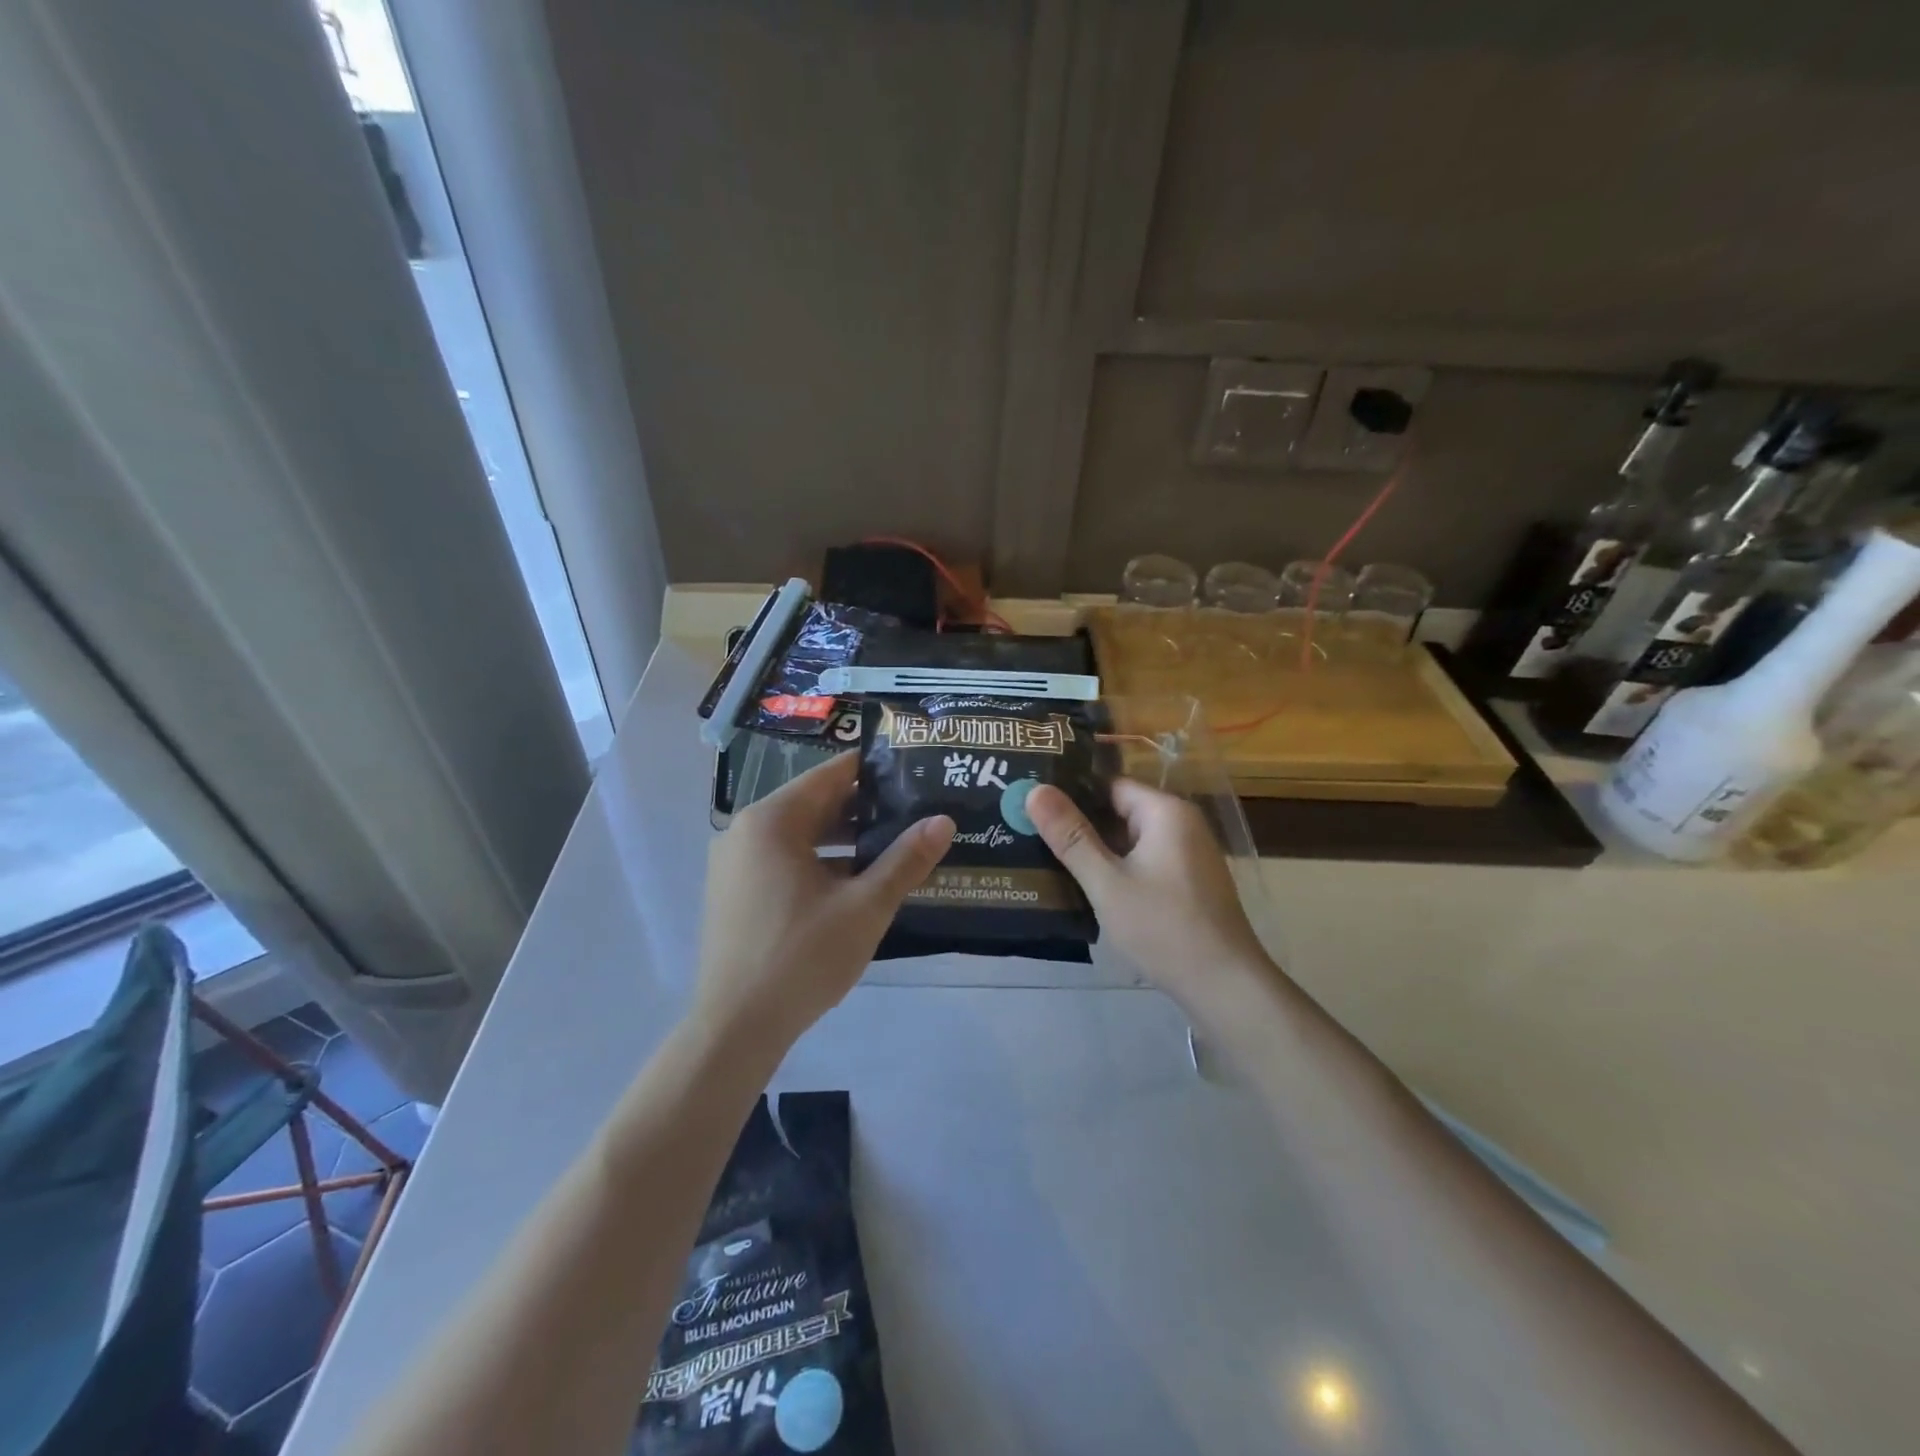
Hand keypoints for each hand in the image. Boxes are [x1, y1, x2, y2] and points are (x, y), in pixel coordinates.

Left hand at [695, 752, 952, 1050]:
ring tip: (893, 847)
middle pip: (813, 805)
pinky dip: (818, 863)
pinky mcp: (733, 893)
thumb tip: (944, 821)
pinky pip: (783, 861)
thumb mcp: (865, 907)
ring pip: (799, 836)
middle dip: (863, 809)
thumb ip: (905, 859)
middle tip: (913, 811)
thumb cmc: (802, 957)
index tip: (912, 772)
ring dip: (843, 840)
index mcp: (771, 821)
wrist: (735, 1029)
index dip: (873, 771)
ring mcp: (734, 864)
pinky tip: (855, 883)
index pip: (830, 776)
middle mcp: (745, 832)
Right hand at [1027, 778, 1274, 1010]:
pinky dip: (1116, 868)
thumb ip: (1071, 836)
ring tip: (1045, 854)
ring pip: (1130, 840)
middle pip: (1120, 810)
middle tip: (1028, 829)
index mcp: (1166, 811)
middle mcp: (1182, 824)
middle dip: (1079, 822)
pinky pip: (1144, 861)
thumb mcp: (1107, 882)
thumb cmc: (1163, 927)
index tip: (1032, 801)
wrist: (1225, 987)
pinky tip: (1084, 884)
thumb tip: (1035, 790)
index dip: (1071, 792)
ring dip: (1096, 849)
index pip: (1110, 784)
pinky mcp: (1188, 882)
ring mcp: (1188, 855)